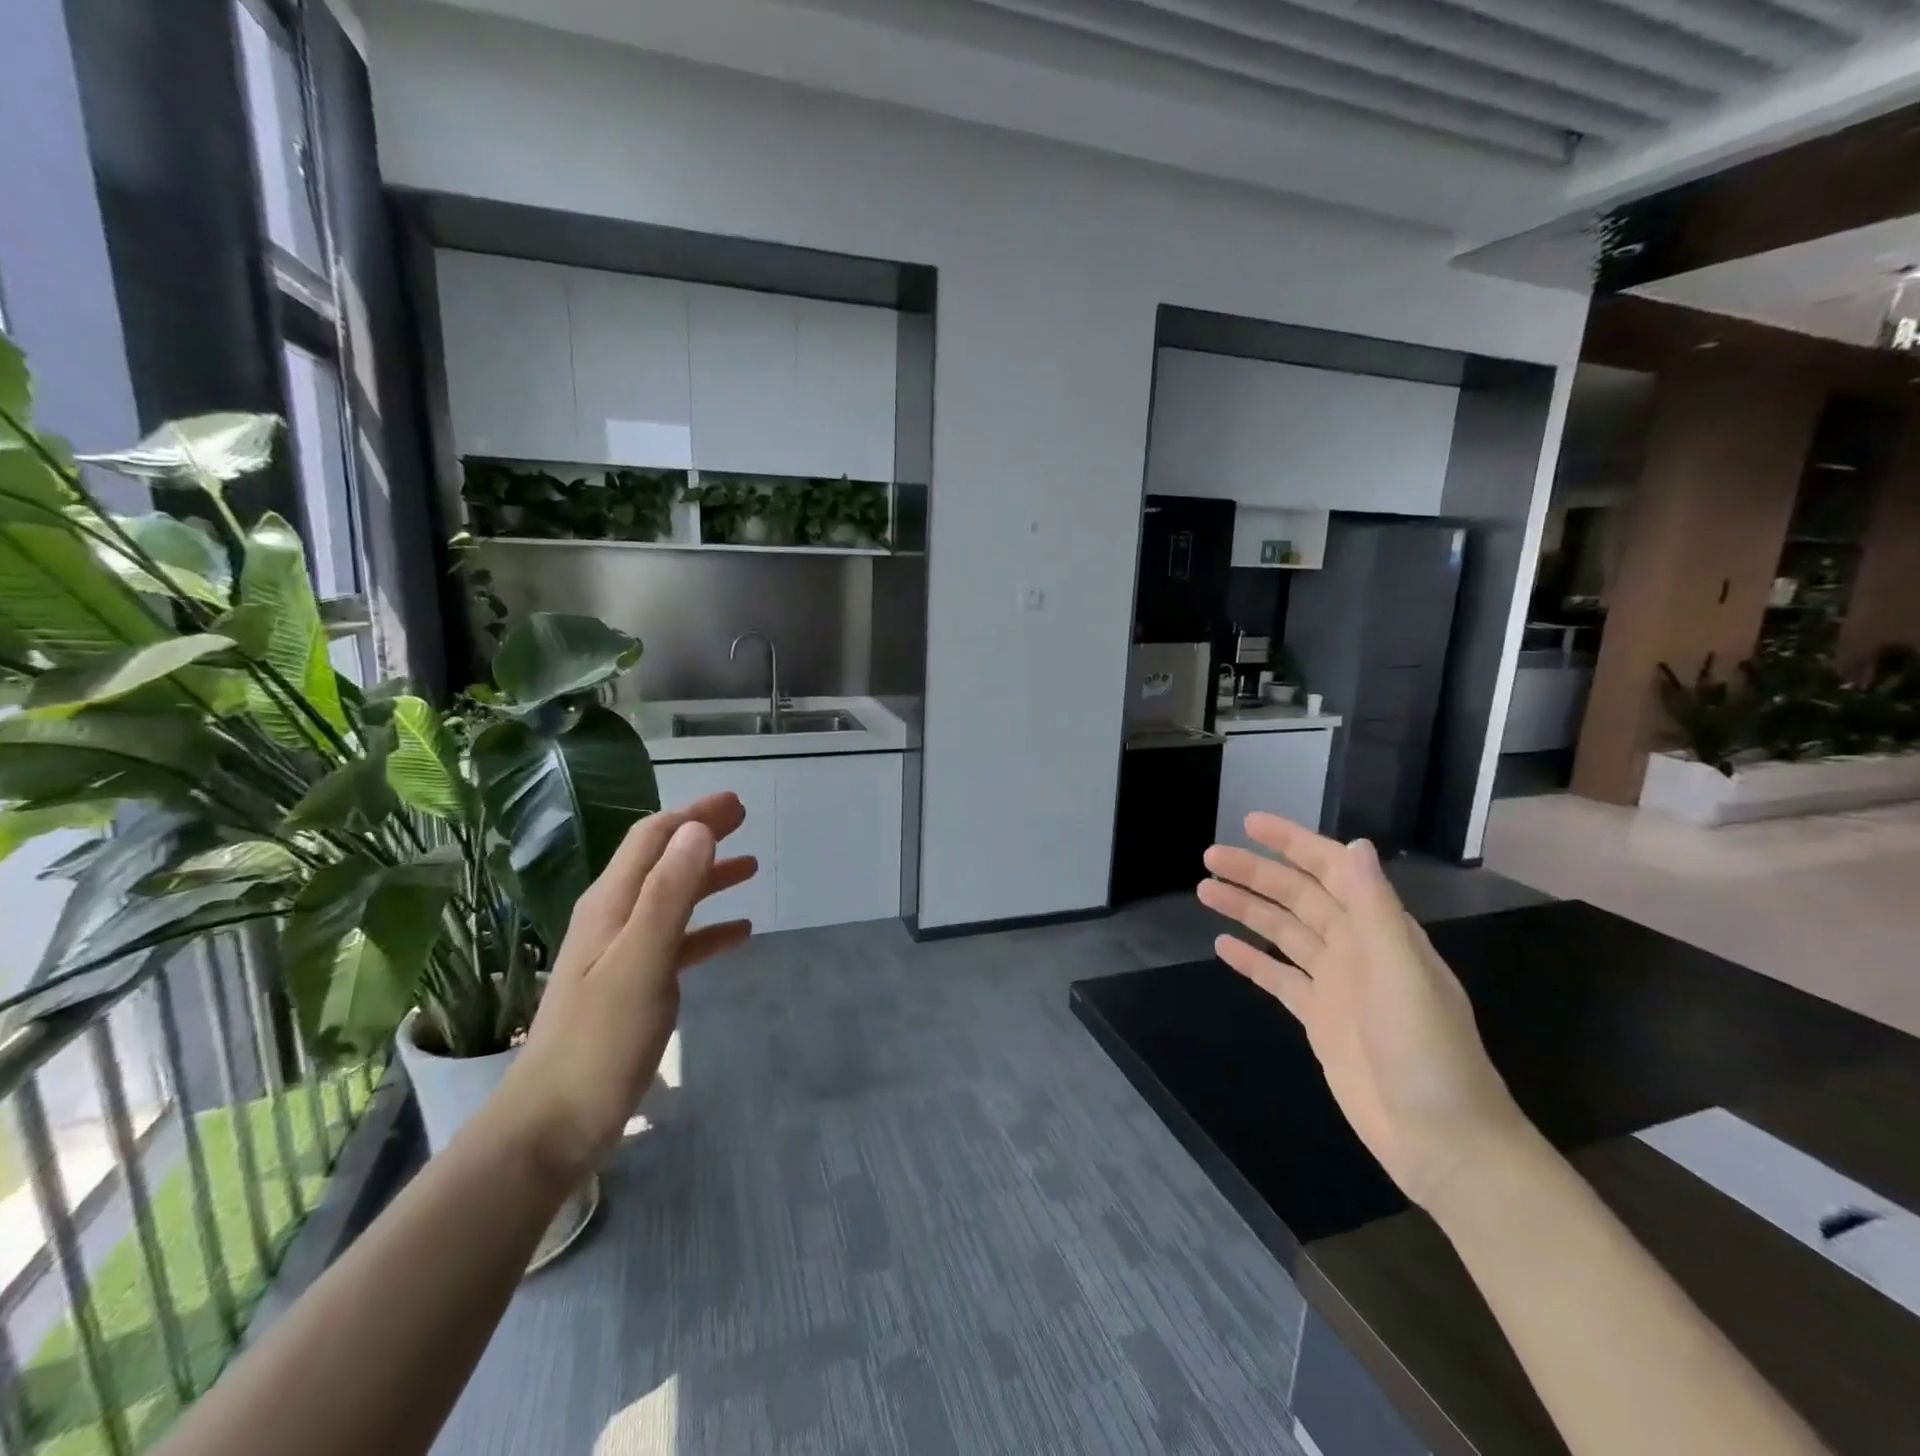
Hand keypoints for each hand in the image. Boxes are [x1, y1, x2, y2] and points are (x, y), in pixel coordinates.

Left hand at [488, 794, 757, 1186]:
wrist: (552, 1125)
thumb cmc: (600, 1041)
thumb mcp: (641, 962)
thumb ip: (669, 894)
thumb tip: (698, 830)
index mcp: (610, 905)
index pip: (653, 838)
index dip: (693, 815)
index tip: (736, 804)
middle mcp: (613, 919)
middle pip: (662, 861)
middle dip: (701, 836)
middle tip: (745, 821)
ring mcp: (620, 954)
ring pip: (671, 899)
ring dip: (708, 878)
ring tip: (751, 869)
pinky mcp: (631, 986)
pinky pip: (676, 942)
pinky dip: (707, 929)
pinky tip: (738, 935)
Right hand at [1197, 814, 1531, 1211]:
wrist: (1443, 1143)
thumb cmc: (1428, 1054)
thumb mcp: (1402, 975)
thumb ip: (1375, 910)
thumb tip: (1354, 846)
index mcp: (1380, 932)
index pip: (1333, 871)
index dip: (1293, 844)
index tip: (1251, 824)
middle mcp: (1356, 949)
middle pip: (1298, 898)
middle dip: (1256, 874)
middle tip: (1209, 858)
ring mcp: (1336, 985)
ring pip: (1283, 933)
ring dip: (1247, 910)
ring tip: (1205, 891)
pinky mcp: (1319, 1019)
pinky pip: (1278, 978)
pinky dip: (1251, 960)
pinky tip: (1222, 946)